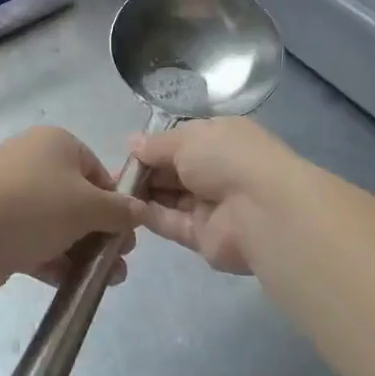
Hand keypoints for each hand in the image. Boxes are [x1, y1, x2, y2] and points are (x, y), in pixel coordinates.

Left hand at [0, 128, 144, 294]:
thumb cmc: (35, 206)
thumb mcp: (88, 206)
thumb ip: (120, 211)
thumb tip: (142, 210)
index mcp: (56, 143)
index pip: (97, 170)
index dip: (116, 202)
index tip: (127, 233)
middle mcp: (32, 161)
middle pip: (78, 198)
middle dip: (101, 232)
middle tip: (118, 262)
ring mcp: (11, 193)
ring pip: (56, 222)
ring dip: (82, 251)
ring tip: (104, 281)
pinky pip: (34, 239)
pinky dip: (54, 258)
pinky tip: (73, 284)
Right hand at [129, 117, 300, 274]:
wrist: (262, 211)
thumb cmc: (227, 158)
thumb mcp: (187, 138)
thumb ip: (156, 144)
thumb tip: (132, 143)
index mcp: (219, 140)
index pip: (181, 142)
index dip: (153, 148)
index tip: (127, 152)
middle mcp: (216, 171)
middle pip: (172, 171)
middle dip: (145, 171)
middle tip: (113, 174)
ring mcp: (211, 205)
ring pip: (169, 198)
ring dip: (143, 193)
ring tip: (112, 191)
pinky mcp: (203, 237)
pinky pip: (171, 223)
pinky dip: (149, 215)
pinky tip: (125, 209)